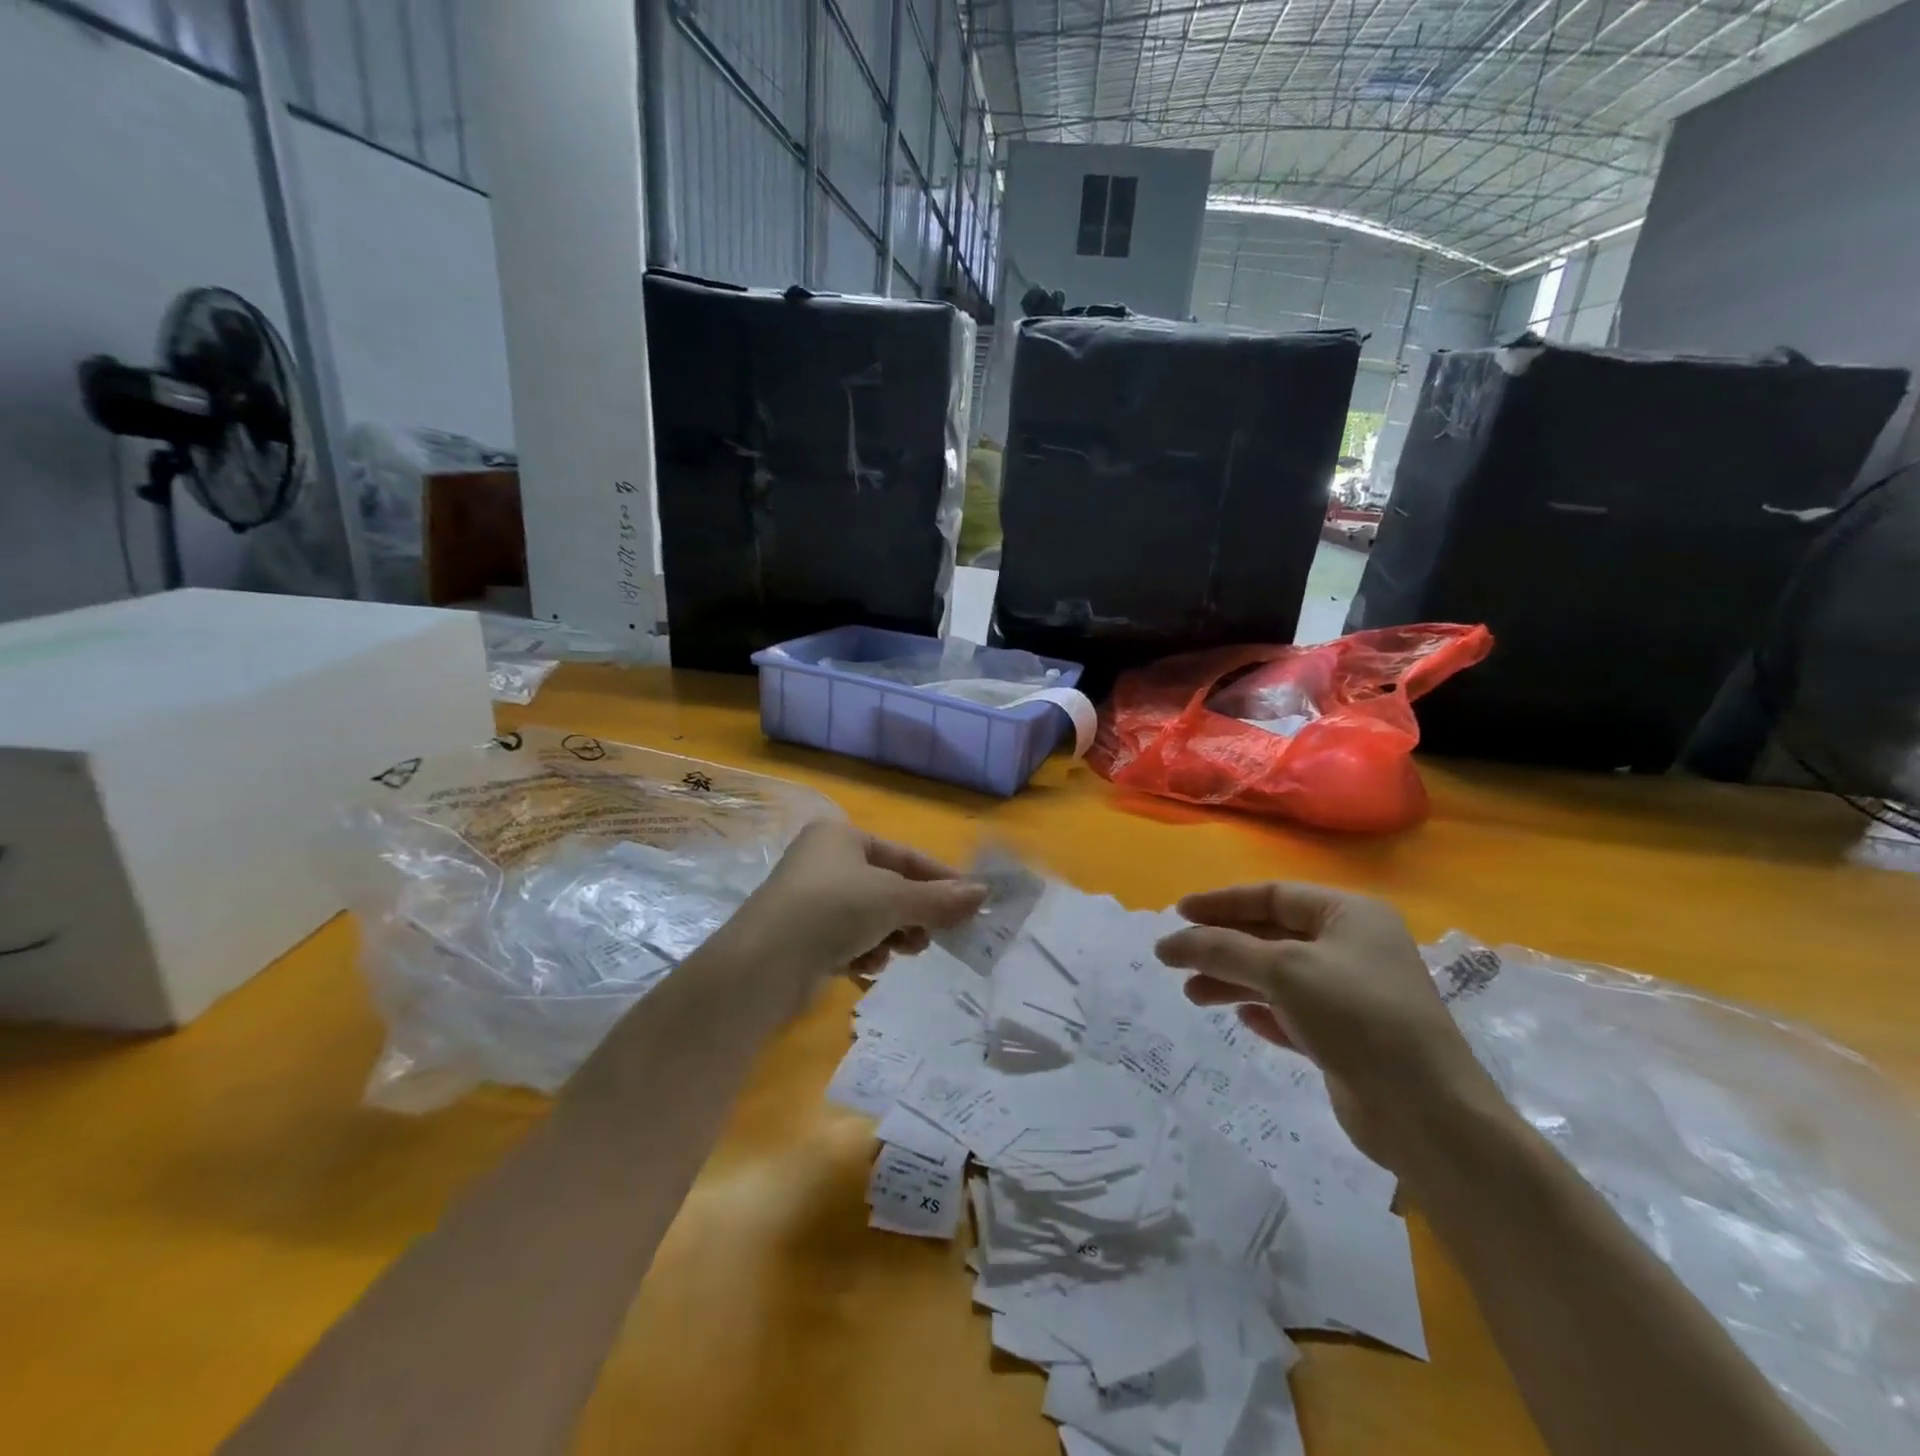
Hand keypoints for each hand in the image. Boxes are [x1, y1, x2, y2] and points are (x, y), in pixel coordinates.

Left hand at [732, 820, 987, 991]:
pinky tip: (864, 966)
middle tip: (929, 938)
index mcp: (841, 836)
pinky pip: (848, 939)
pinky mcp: (803, 936)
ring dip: (890, 937)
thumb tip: (983, 894)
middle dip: (912, 915)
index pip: (905, 855)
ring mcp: (811, 899)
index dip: (941, 880)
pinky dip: (863, 952)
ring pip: (871, 917)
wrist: (764, 964)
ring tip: (897, 953)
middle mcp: (824, 861)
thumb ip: (939, 899)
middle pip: (889, 888)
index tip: (971, 903)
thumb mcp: (893, 899)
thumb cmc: (833, 909)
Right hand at [1155, 882, 1501, 1172]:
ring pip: (1278, 976)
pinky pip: (1294, 1012)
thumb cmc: (1356, 1016)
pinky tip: (1243, 1020)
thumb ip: (1221, 949)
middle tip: (1176, 958)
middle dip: (1223, 947)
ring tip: (1193, 995)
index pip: (1273, 895)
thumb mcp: (1283, 970)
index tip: (1178, 913)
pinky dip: (1265, 1011)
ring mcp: (1352, 994)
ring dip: (1234, 981)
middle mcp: (1352, 947)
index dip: (1222, 902)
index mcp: (1349, 915)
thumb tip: (1167, 942)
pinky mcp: (1348, 1037)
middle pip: (1271, 935)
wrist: (1427, 1114)